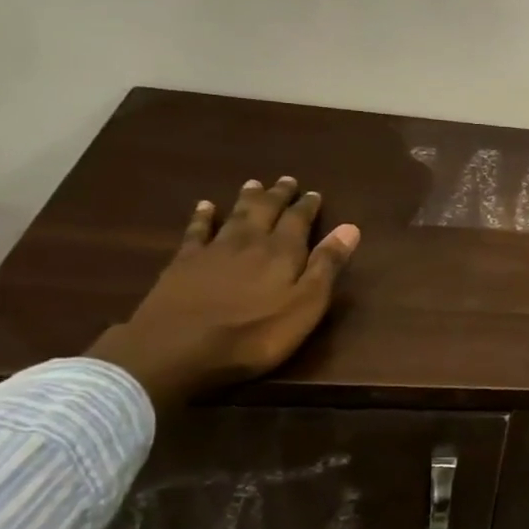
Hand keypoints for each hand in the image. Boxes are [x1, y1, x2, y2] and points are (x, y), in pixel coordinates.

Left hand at [87, 177, 359, 409]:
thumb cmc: (254, 335)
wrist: (178, 348)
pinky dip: (202, 216)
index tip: (314, 193)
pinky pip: (196, 231)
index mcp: (283, 252)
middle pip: (266, 211)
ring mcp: (214, 249)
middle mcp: (250, 241)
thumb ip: (326, 266)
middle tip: (286, 180)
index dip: (307, 206)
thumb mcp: (305, 306)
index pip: (299, 220)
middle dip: (279, 195)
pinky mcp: (184, 262)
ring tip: (254, 183)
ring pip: (235, 215)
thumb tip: (350, 228)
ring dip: (247, 199)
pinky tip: (204, 206)